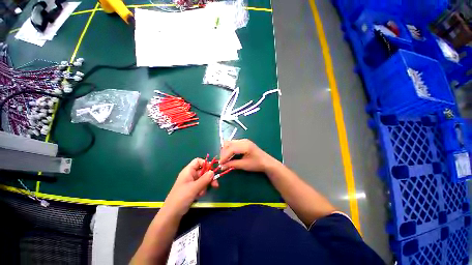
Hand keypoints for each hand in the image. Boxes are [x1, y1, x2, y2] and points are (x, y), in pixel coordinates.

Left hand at [163, 158, 217, 216]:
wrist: (172, 213)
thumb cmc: (181, 197)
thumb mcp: (194, 187)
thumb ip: (205, 179)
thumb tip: (213, 172)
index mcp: (188, 171)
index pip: (198, 161)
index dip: (205, 163)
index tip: (212, 170)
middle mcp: (190, 174)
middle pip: (203, 170)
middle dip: (209, 177)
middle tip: (215, 184)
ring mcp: (191, 181)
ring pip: (203, 178)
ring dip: (206, 185)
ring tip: (202, 193)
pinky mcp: (193, 188)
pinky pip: (201, 185)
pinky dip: (202, 189)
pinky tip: (199, 195)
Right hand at [219, 139, 273, 172]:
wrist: (266, 162)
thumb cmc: (257, 164)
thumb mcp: (244, 165)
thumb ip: (232, 164)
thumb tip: (222, 166)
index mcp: (245, 145)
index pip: (231, 149)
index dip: (224, 156)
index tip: (220, 163)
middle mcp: (243, 141)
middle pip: (228, 143)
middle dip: (223, 152)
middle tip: (222, 162)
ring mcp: (243, 140)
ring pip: (230, 143)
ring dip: (226, 150)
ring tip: (225, 159)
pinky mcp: (244, 142)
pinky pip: (233, 143)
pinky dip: (229, 149)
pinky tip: (230, 155)